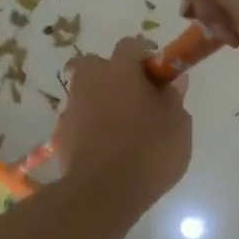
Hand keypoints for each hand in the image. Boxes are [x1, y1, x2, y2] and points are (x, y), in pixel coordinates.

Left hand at [56, 37, 191, 201]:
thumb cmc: (148, 152)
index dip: (145, 53)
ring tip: (120, 124)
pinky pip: (77, 119)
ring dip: (99, 99)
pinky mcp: (61, 134)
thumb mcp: (178, 126)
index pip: (130, 45)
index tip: (158, 70)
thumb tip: (173, 81)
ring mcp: (72, 107)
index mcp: (120, 71)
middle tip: (133, 94)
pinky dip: (88, 124)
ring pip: (84, 90)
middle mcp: (90, 81)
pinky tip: (104, 145)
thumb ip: (174, 98)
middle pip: (95, 63)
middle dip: (111, 72)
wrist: (102, 193)